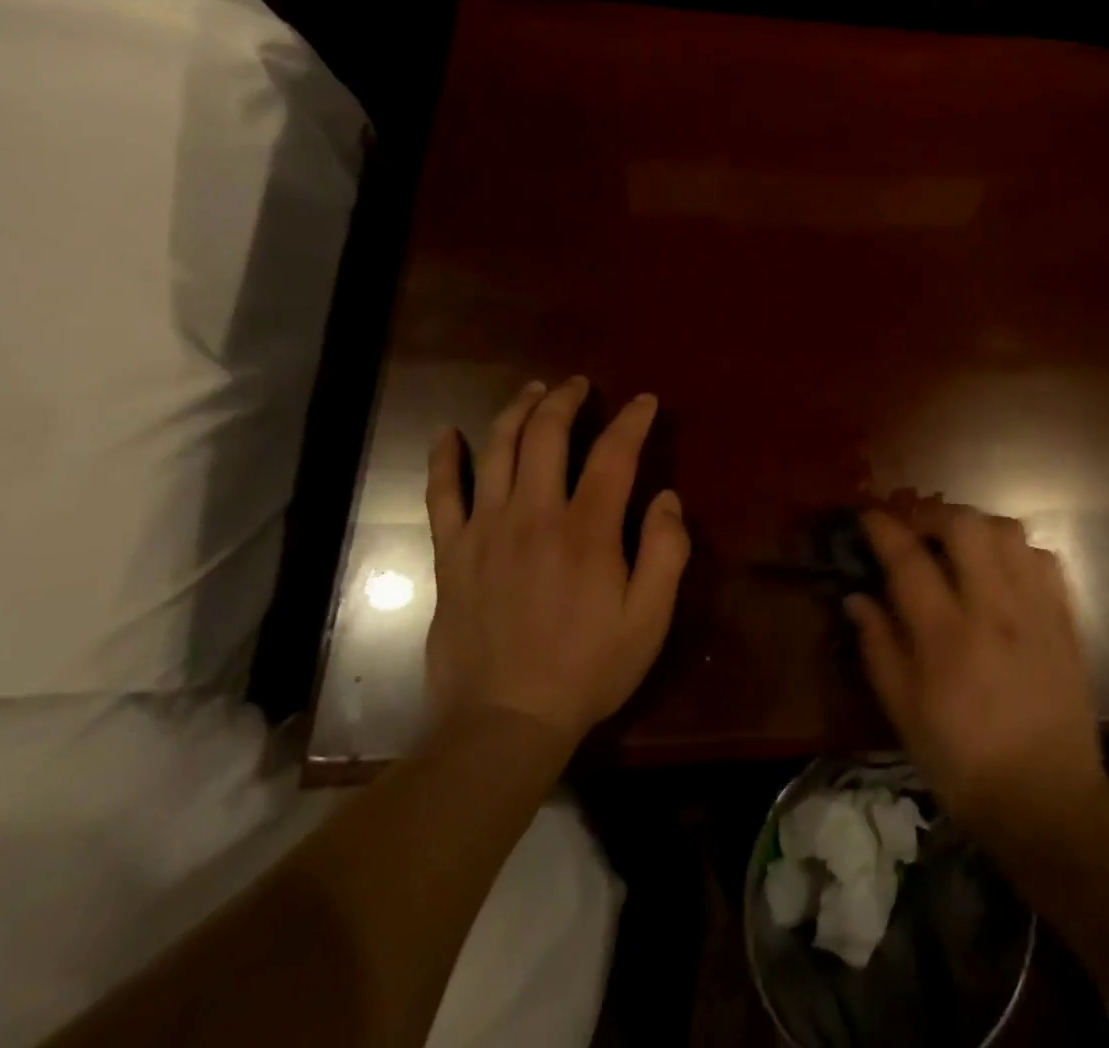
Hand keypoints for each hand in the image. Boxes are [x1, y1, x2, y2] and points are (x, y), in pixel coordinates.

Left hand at [424, 377, 690, 747]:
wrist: (503, 722)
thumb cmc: (586, 670)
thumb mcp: (649, 619)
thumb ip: (666, 552)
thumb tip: (667, 498)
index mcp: (587, 530)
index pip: (614, 454)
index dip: (632, 421)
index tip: (644, 401)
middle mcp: (534, 515)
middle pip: (547, 435)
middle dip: (566, 400)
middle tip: (579, 385)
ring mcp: (485, 531)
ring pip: (497, 450)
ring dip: (516, 411)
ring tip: (532, 391)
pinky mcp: (452, 554)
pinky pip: (441, 494)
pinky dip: (443, 460)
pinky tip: (446, 434)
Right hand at [847, 506, 1108, 849]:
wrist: (1047, 802)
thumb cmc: (962, 763)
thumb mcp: (904, 714)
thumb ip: (879, 647)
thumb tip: (857, 597)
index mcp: (945, 636)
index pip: (909, 559)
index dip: (884, 528)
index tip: (869, 516)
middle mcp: (993, 610)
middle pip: (965, 526)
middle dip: (934, 514)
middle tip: (918, 531)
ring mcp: (1036, 610)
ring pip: (1008, 532)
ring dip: (977, 526)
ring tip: (961, 547)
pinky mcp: (1065, 620)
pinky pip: (1044, 558)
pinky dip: (1017, 551)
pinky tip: (1003, 571)